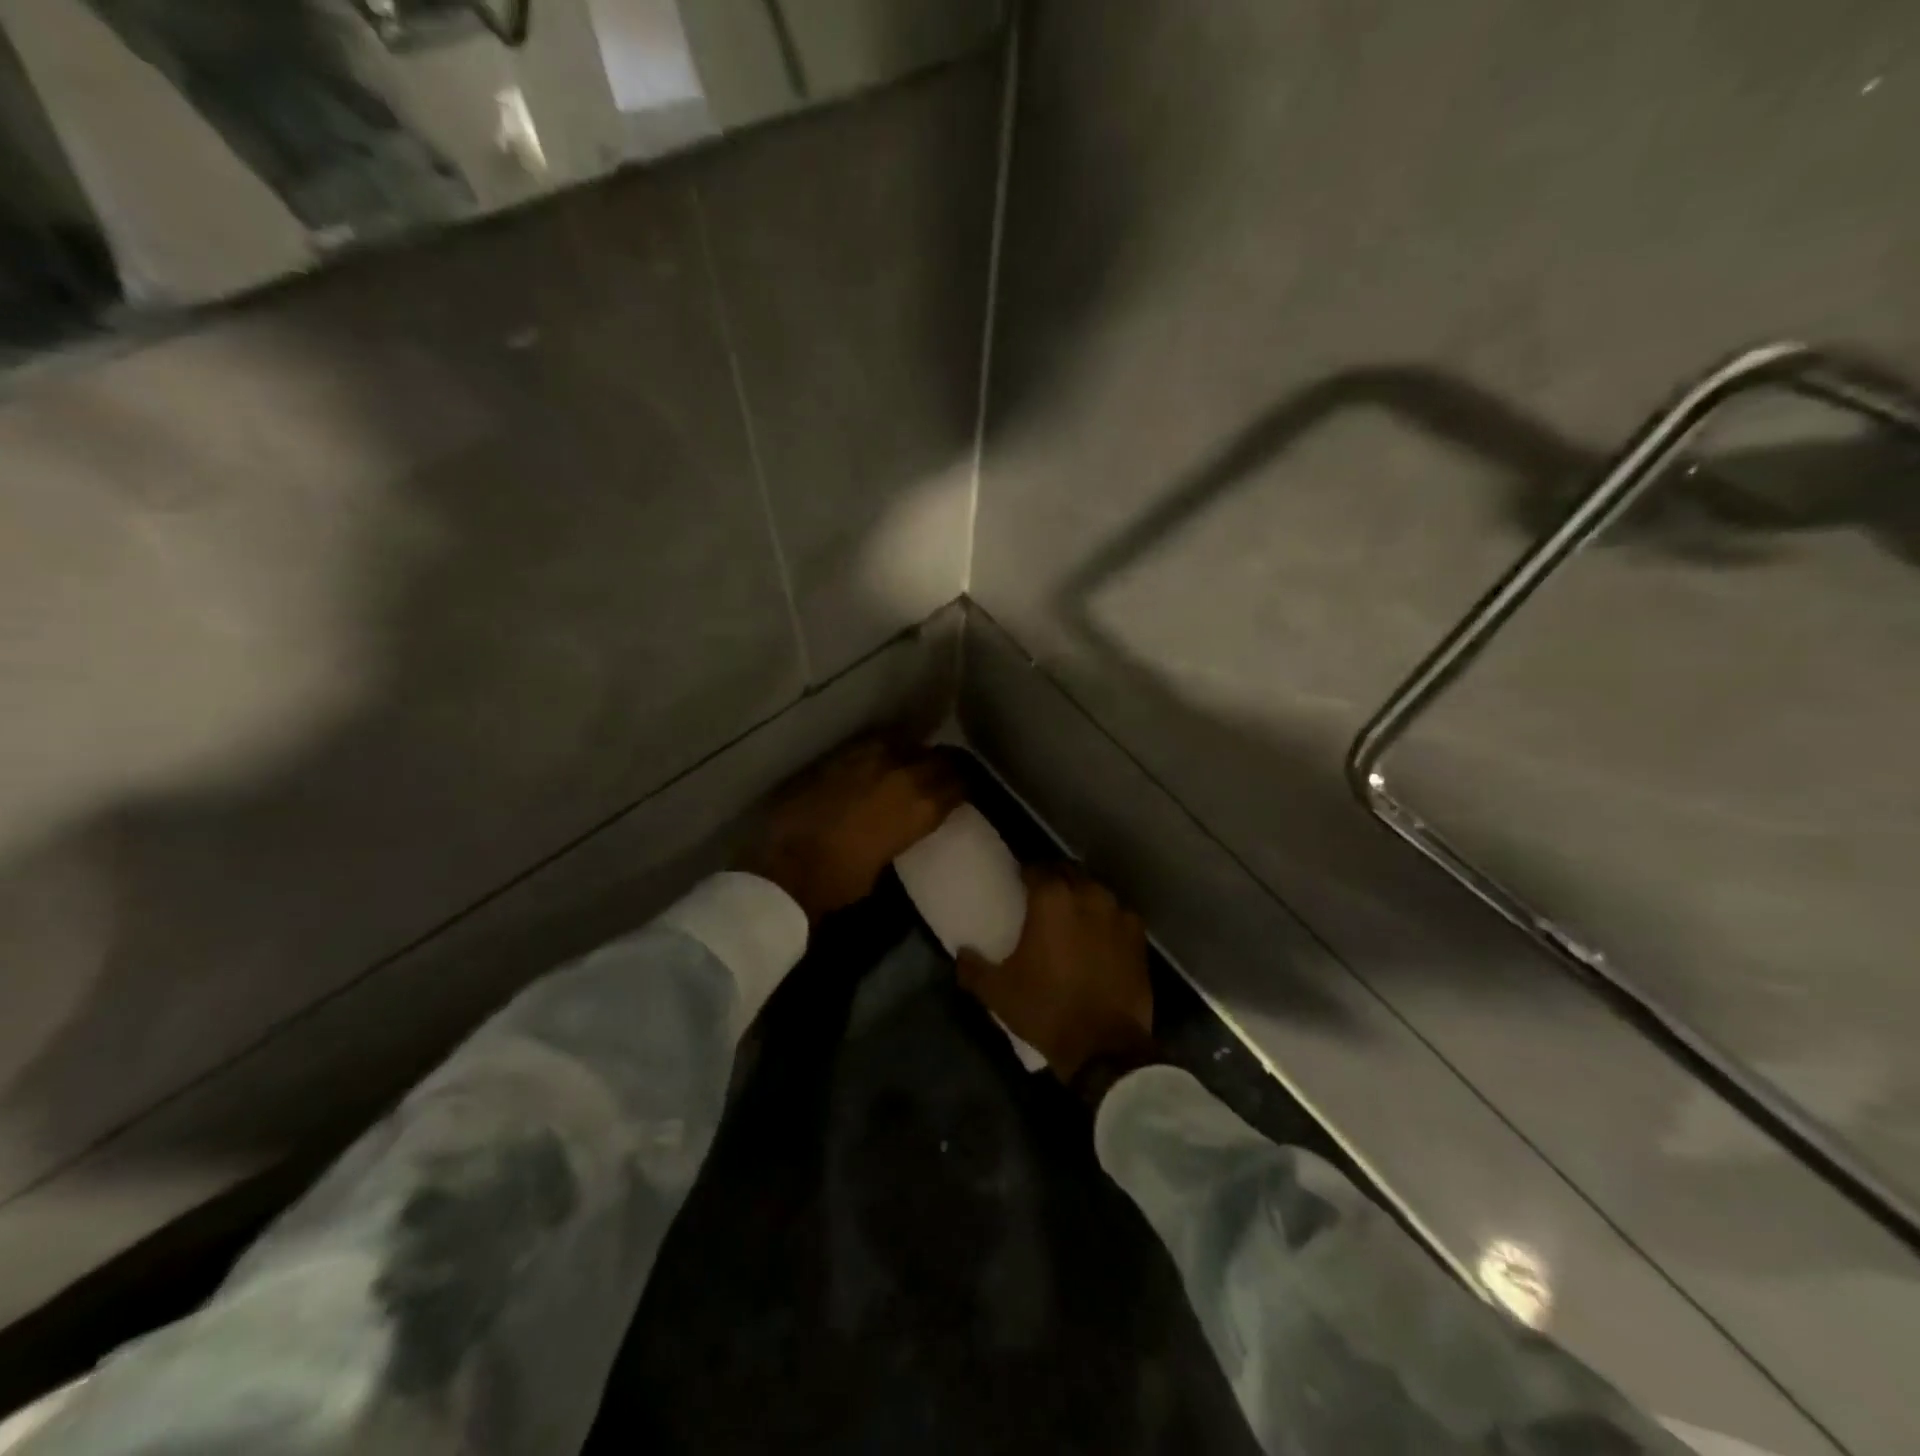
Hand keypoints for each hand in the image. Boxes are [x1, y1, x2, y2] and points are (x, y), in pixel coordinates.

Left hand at [745, 738, 963, 921]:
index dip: (963, 785)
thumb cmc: (842, 879)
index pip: (958, 782)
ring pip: (905, 744)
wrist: (787, 868)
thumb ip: (906, 827)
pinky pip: (872, 745)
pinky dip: (882, 752)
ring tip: (911, 765)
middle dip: (944, 765)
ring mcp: (868, 759)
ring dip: (912, 754)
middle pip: (938, 757)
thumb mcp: (889, 856)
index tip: (963, 790)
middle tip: (944, 775)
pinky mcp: (839, 755)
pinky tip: (878, 763)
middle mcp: (901, 773)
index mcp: (920, 806)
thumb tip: (908, 815)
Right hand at [957, 864, 1152, 1082]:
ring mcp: (1118, 914)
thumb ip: (973, 968)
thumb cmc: (1047, 1010)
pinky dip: (1106, 919)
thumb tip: (961, 953)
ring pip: (1095, 891)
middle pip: (1069, 872)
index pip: (1037, 868)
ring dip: (1081, 896)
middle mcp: (1088, 895)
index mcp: (1052, 899)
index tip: (1018, 885)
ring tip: (1070, 917)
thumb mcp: (998, 993)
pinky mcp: (1139, 937)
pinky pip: (1118, 915)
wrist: (1105, 1046)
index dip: (1026, 873)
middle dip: (1055, 879)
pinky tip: (1098, 937)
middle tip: (1041, 899)